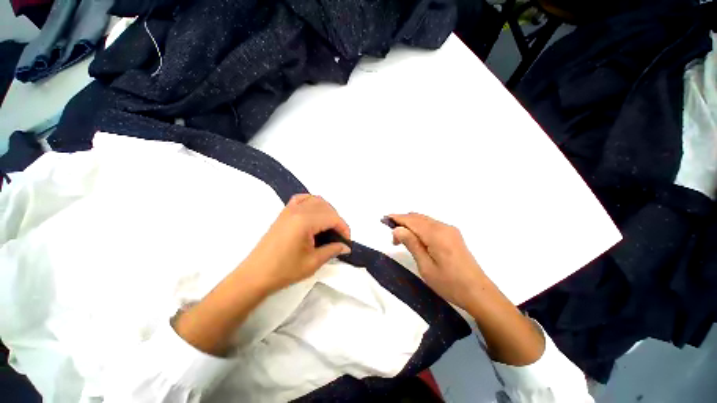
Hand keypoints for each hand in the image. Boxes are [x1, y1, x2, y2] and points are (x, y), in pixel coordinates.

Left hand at [242, 194, 351, 292]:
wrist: (255, 275)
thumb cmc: (284, 271)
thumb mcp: (312, 262)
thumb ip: (332, 250)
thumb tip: (346, 247)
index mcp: (305, 221)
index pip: (332, 217)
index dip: (344, 228)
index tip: (347, 241)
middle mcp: (298, 210)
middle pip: (326, 207)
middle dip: (337, 220)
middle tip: (339, 236)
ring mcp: (289, 210)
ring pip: (316, 200)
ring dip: (327, 210)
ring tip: (329, 226)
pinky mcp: (284, 213)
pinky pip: (302, 199)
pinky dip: (312, 202)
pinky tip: (314, 213)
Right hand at [389, 213, 485, 311]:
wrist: (478, 292)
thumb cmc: (449, 283)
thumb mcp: (425, 266)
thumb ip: (412, 244)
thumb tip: (397, 229)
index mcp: (436, 234)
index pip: (412, 220)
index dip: (397, 218)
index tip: (384, 219)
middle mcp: (443, 227)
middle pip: (418, 217)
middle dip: (403, 221)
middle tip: (392, 235)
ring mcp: (450, 230)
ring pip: (425, 220)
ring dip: (411, 224)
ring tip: (401, 237)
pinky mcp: (453, 235)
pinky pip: (432, 225)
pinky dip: (420, 227)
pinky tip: (416, 237)